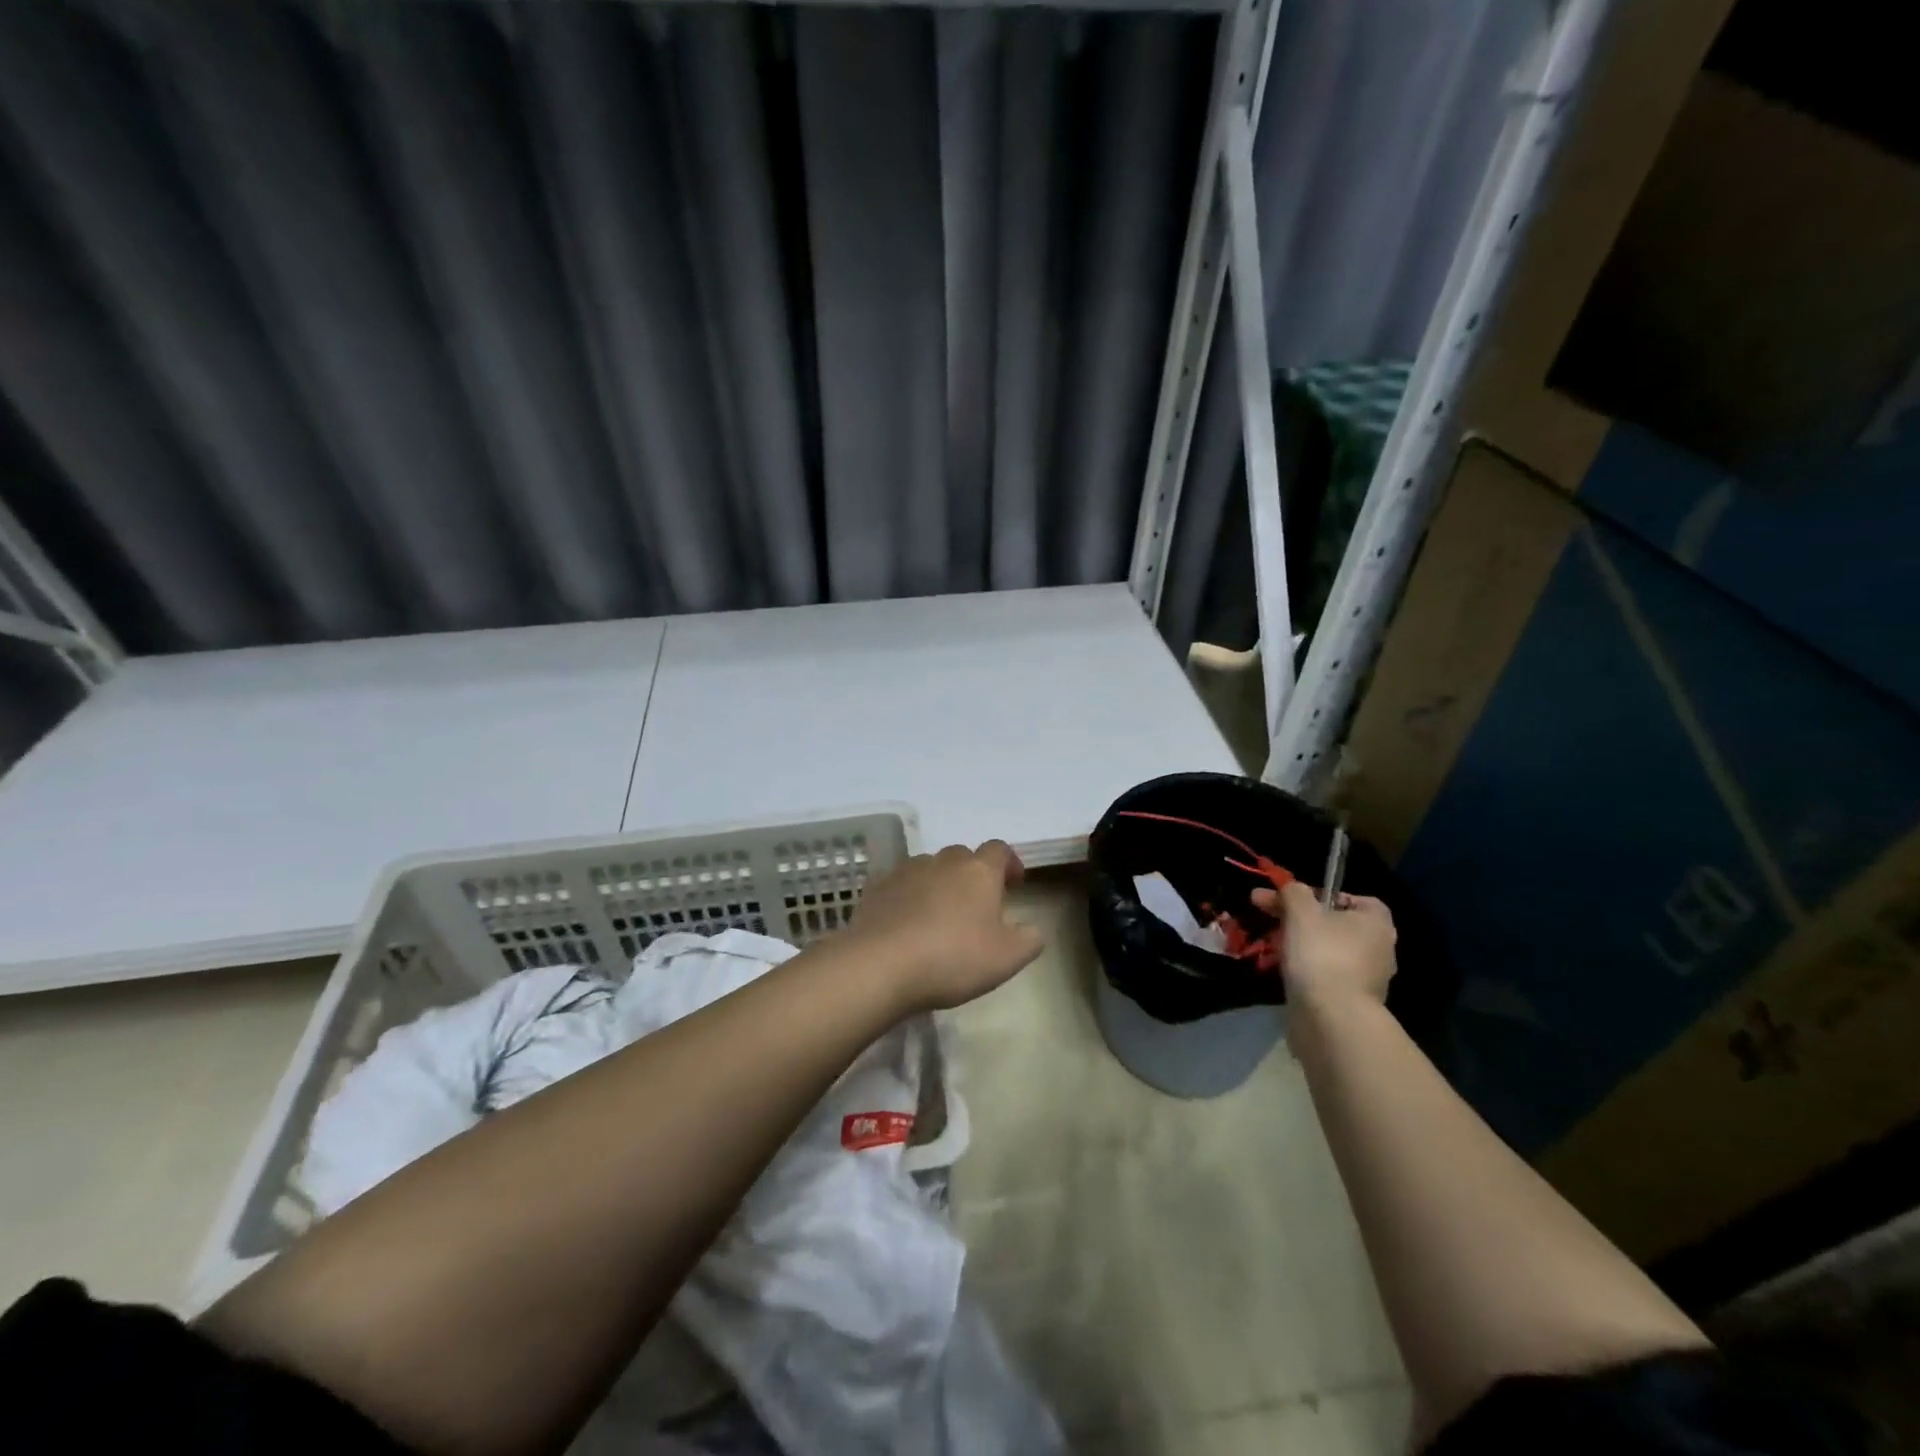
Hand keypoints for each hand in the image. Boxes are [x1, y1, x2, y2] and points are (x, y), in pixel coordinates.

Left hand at [848, 842, 1046, 1012]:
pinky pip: (901, 885)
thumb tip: (1033, 928)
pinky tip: (907, 924)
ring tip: (940, 916)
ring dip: (939, 884)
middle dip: (973, 875)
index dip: (1010, 864)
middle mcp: (943, 861)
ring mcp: (906, 871)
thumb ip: (1030, 939)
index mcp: (979, 871)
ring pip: (930, 868)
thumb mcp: (1007, 958)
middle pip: (963, 857)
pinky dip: (909, 897)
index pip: (999, 850)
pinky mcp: (878, 888)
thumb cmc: (953, 958)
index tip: (1014, 884)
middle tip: (977, 906)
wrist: (881, 964)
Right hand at [1251, 881, 1396, 1014]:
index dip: (1325, 895)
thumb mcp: (1301, 911)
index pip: (1356, 899)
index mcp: (1376, 923)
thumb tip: (1293, 888)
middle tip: (1266, 914)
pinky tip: (1284, 972)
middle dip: (1302, 918)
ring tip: (1270, 946)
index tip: (1296, 900)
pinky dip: (1306, 970)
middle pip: (1337, 924)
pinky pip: (1326, 975)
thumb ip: (1295, 892)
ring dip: (1302, 945)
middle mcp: (1380, 949)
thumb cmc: (1322, 953)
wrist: (1331, 1018)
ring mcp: (1368, 979)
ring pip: (1329, 950)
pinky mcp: (1351, 1002)